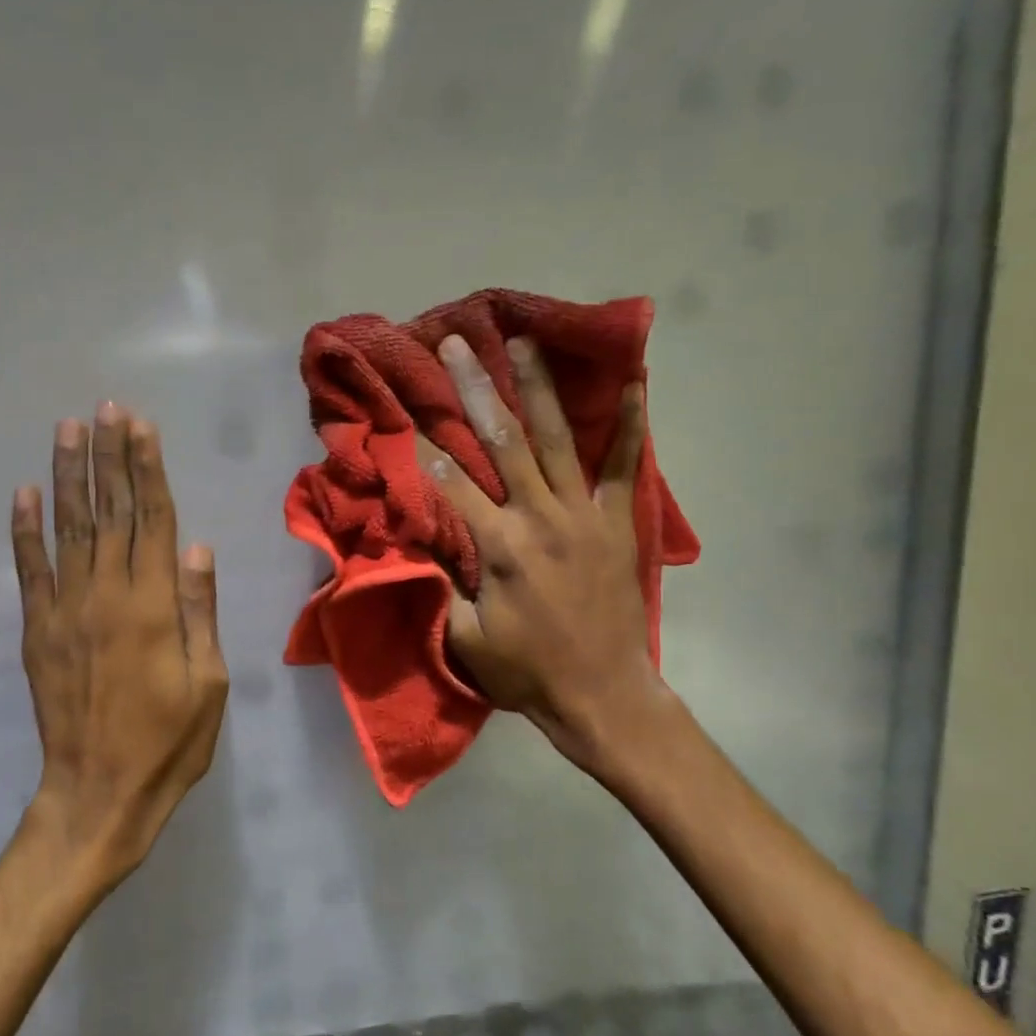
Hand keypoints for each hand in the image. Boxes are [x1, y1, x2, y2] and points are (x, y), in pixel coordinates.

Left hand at [11, 403, 228, 893]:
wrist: (99, 792)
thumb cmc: (169, 742)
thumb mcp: (209, 682)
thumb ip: (200, 611)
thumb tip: (199, 548)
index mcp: (154, 605)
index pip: (153, 519)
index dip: (147, 469)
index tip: (140, 426)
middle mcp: (107, 594)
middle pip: (111, 512)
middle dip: (109, 456)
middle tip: (105, 409)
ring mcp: (66, 610)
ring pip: (69, 529)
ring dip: (68, 476)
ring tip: (68, 429)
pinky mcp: (37, 631)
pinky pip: (29, 570)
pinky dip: (24, 530)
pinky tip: (24, 494)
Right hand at [420, 334, 672, 778]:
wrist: (602, 694)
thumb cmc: (525, 670)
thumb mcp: (464, 638)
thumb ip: (438, 585)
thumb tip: (409, 539)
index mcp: (501, 548)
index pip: (451, 484)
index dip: (422, 447)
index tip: (402, 408)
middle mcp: (541, 518)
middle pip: (502, 442)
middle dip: (474, 390)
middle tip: (457, 344)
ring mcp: (585, 515)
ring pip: (557, 439)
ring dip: (537, 387)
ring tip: (523, 341)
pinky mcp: (618, 522)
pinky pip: (624, 466)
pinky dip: (630, 424)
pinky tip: (633, 382)